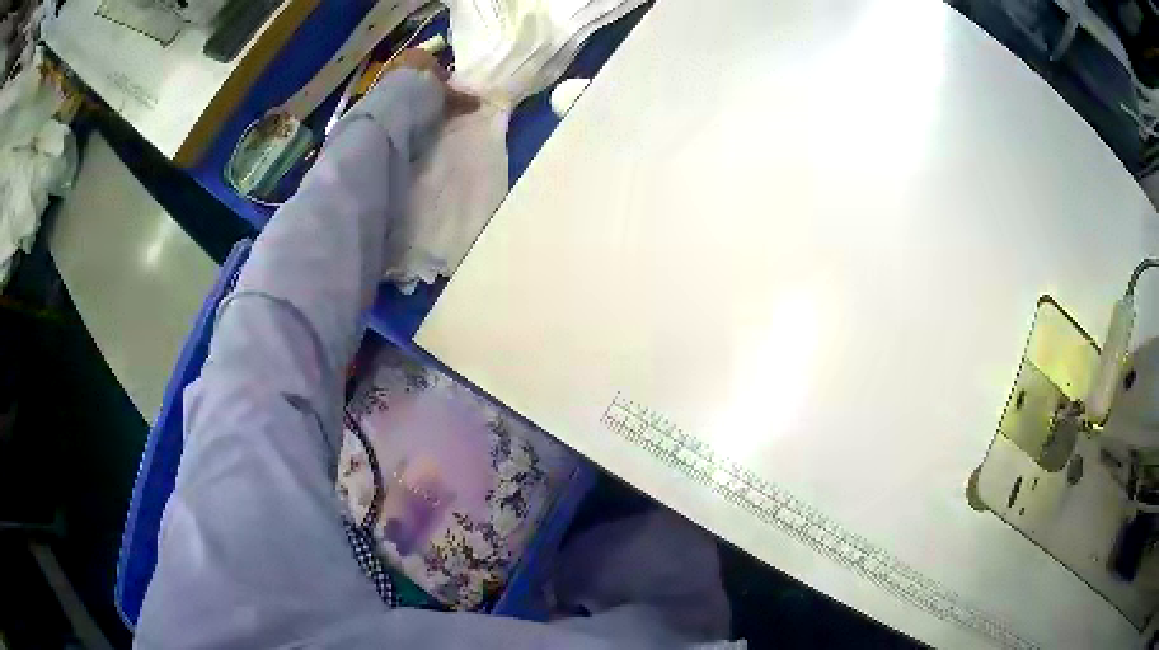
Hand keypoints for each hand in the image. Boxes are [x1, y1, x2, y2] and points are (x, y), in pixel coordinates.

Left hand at [383, 49, 479, 117]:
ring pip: (405, 85)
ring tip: (421, 113)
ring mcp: (387, 77)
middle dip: (425, 86)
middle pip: (417, 74)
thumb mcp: (448, 97)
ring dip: (412, 97)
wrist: (392, 108)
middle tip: (434, 102)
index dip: (441, 76)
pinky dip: (401, 105)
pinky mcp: (377, 94)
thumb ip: (462, 99)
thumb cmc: (424, 93)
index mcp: (421, 55)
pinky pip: (393, 98)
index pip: (433, 62)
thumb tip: (478, 102)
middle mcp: (403, 61)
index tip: (445, 91)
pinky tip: (407, 118)